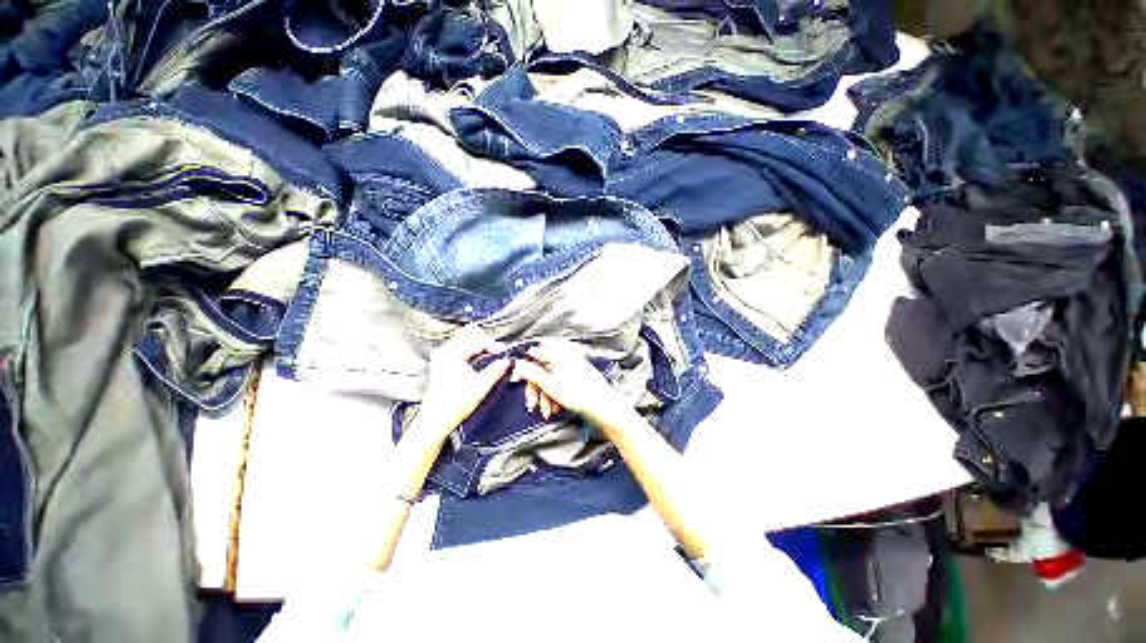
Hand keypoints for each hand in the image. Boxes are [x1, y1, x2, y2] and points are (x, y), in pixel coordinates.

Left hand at [410, 325, 511, 444]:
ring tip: (490, 357)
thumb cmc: (454, 405)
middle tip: (497, 353)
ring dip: (480, 345)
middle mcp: (445, 351)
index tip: (503, 354)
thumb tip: (507, 360)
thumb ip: (497, 369)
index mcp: (452, 353)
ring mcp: (442, 355)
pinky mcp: (443, 362)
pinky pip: (461, 346)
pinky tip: (480, 361)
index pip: (478, 338)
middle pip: (470, 332)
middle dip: (487, 342)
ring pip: (465, 337)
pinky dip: (473, 350)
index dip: (494, 345)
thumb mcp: (481, 386)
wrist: (437, 420)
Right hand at [511, 340, 632, 427]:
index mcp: (558, 352)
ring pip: (549, 379)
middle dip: (536, 390)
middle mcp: (565, 355)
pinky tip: (556, 409)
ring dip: (545, 396)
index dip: (524, 369)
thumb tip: (517, 364)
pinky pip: (559, 383)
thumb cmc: (578, 394)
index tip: (517, 381)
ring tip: (548, 412)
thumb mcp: (549, 385)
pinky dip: (554, 396)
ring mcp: (572, 365)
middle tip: (533, 405)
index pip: (534, 355)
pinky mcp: (576, 376)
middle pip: (541, 369)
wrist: (603, 406)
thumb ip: (531, 373)